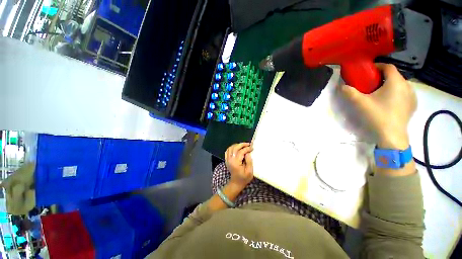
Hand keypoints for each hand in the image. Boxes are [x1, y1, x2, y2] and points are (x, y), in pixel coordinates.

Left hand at [225, 143, 253, 187]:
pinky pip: (228, 150)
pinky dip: (232, 147)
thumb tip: (248, 152)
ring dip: (237, 145)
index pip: (241, 152)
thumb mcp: (249, 171)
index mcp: (236, 163)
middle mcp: (230, 160)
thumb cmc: (244, 178)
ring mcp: (227, 159)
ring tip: (243, 145)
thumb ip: (249, 161)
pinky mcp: (227, 159)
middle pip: (235, 148)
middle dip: (242, 144)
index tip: (252, 148)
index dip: (247, 149)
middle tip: (248, 144)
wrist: (236, 183)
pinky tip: (237, 148)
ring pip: (231, 148)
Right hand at [341, 63, 416, 148]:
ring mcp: (412, 96)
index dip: (377, 66)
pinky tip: (388, 102)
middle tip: (370, 84)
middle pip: (394, 75)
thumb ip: (349, 92)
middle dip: (382, 77)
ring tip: (379, 94)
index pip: (388, 67)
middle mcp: (407, 86)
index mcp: (396, 82)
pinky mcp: (413, 105)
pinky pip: (404, 93)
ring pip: (400, 85)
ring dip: (389, 85)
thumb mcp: (359, 103)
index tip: (367, 72)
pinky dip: (396, 93)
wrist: (392, 136)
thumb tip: (341, 86)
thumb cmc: (377, 116)